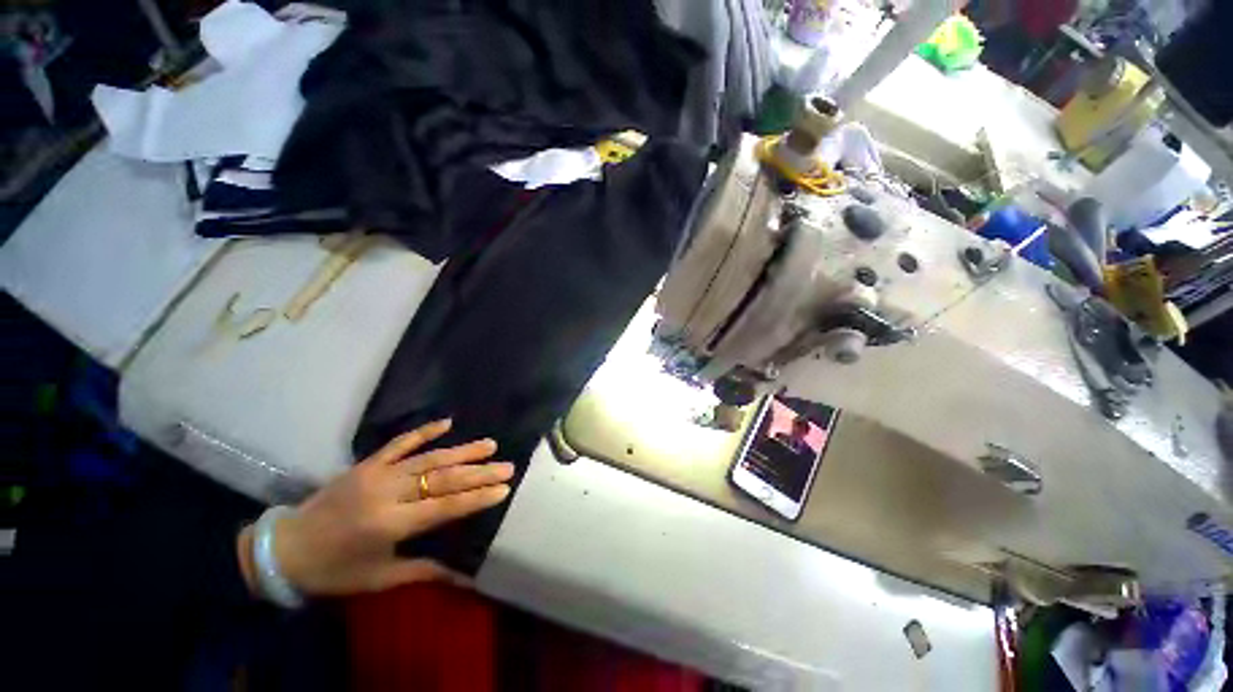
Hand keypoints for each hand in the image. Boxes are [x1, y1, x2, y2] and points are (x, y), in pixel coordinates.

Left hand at [239, 419, 512, 597]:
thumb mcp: (378, 579)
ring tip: (489, 444)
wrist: (283, 549)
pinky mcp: (367, 463)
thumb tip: (464, 576)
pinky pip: (400, 443)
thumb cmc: (333, 570)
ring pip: (428, 458)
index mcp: (389, 524)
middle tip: (507, 465)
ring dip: (462, 450)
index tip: (504, 489)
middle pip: (442, 479)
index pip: (444, 507)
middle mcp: (387, 493)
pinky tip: (447, 421)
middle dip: (478, 472)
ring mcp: (377, 473)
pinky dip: (423, 431)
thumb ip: (423, 572)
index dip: (476, 498)